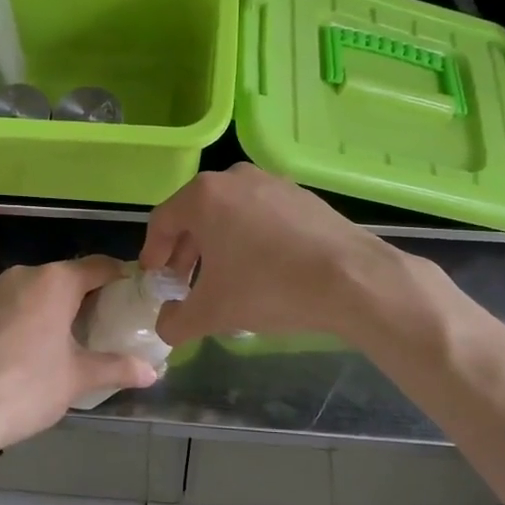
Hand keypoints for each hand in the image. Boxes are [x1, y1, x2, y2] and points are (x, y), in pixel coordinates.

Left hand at [0, 256, 158, 454]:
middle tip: (102, 325)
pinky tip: (24, 351)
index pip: (99, 267)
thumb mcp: (80, 378)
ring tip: (63, 341)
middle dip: (84, 297)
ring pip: (32, 292)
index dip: (120, 278)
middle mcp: (22, 275)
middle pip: (64, 278)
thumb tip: (153, 372)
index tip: (133, 295)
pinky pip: (6, 308)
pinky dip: (21, 321)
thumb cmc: (30, 387)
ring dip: (50, 309)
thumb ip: (118, 368)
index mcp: (55, 281)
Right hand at [138, 164, 414, 344]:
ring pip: (230, 214)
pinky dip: (250, 239)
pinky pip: (261, 216)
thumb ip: (176, 321)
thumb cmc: (268, 287)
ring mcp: (273, 183)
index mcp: (204, 196)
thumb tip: (165, 326)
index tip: (154, 278)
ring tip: (222, 280)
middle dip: (186, 252)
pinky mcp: (303, 196)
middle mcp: (235, 178)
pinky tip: (261, 270)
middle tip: (184, 284)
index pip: (163, 222)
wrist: (351, 279)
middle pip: (196, 216)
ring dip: (218, 246)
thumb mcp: (212, 312)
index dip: (153, 253)